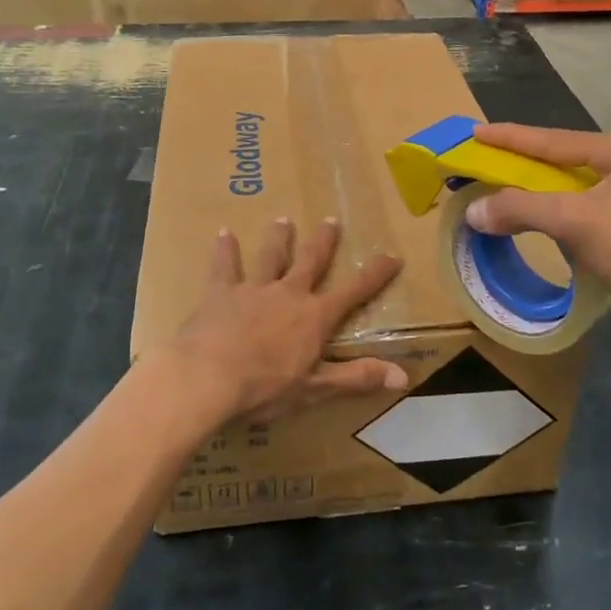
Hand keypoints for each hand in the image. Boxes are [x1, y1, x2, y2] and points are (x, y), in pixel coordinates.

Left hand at [152, 217, 405, 423]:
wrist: (207, 377)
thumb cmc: (264, 388)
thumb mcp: (315, 389)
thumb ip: (356, 378)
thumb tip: (403, 376)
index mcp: (314, 317)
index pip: (353, 292)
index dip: (375, 274)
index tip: (392, 255)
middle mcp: (288, 294)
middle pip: (311, 261)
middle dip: (323, 242)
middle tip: (330, 220)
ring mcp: (254, 289)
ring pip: (270, 256)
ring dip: (278, 238)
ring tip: (283, 220)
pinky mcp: (221, 292)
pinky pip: (224, 266)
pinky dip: (225, 250)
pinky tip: (223, 233)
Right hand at [463, 124, 610, 316]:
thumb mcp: (576, 224)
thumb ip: (523, 210)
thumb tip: (474, 210)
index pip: (554, 140)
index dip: (510, 138)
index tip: (476, 131)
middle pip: (572, 158)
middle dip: (532, 163)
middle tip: (495, 162)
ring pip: (590, 182)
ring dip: (555, 188)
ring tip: (523, 191)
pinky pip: (607, 201)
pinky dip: (578, 207)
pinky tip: (567, 219)